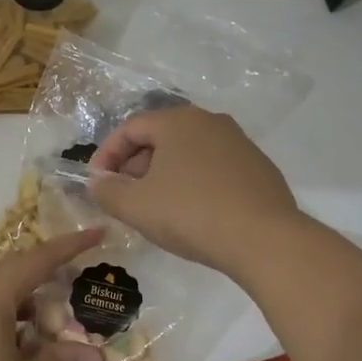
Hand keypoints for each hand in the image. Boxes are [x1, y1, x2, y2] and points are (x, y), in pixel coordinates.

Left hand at [0, 229, 106, 360]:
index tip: (97, 233)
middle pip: (13, 270)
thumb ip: (62, 359)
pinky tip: (28, 339)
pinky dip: (10, 316)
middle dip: (47, 269)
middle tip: (79, 272)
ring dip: (28, 297)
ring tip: (58, 313)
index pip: (36, 260)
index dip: (69, 247)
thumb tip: (95, 354)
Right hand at [87, 106, 302, 278]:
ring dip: (164, 176)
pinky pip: (213, 170)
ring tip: (156, 209)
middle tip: (124, 197)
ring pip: (188, 154)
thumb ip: (106, 192)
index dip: (106, 154)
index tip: (97, 183)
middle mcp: (210, 122)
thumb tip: (98, 183)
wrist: (264, 240)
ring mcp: (240, 144)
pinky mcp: (259, 169)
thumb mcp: (135, 206)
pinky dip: (194, 185)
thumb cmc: (190, 213)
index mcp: (178, 121)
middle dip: (135, 167)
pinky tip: (192, 215)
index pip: (130, 128)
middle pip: (160, 138)